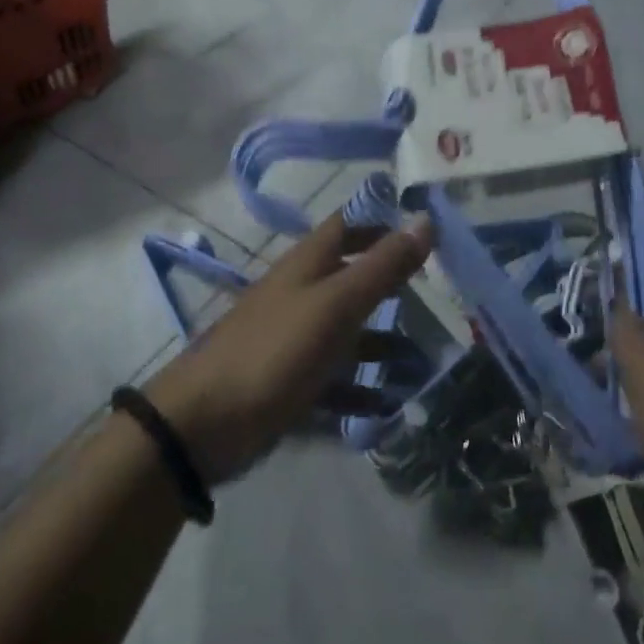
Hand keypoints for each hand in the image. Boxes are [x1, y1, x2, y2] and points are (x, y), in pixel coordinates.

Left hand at [145, 212, 433, 484]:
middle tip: (438, 296)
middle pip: (352, 278)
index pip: (350, 224)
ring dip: (383, 343)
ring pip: (347, 332)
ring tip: (424, 360)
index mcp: (309, 264)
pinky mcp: (289, 381)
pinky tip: (388, 405)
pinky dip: (360, 390)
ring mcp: (294, 338)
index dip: (384, 221)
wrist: (205, 423)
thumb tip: (425, 220)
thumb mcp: (336, 305)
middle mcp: (302, 293)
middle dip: (392, 285)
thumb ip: (381, 266)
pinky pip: (334, 380)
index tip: (428, 230)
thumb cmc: (276, 350)